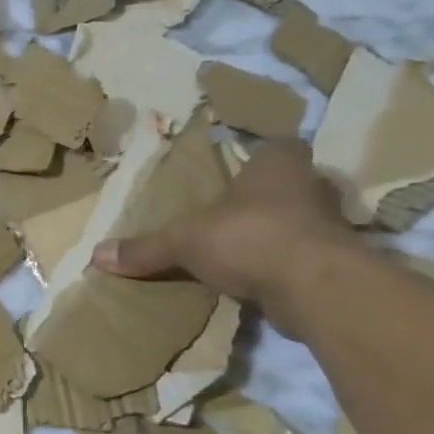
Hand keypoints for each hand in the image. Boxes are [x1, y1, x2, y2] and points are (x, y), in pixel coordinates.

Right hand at [90, 138, 358, 332]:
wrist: (316, 287)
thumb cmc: (249, 236)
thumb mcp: (184, 240)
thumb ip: (145, 248)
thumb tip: (96, 255)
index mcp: (279, 164)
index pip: (279, 145)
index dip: (262, 155)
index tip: (241, 171)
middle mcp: (311, 187)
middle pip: (291, 185)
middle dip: (267, 198)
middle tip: (233, 212)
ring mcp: (331, 227)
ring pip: (301, 222)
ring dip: (278, 233)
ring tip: (241, 248)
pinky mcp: (337, 264)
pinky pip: (305, 258)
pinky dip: (285, 266)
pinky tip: (259, 279)